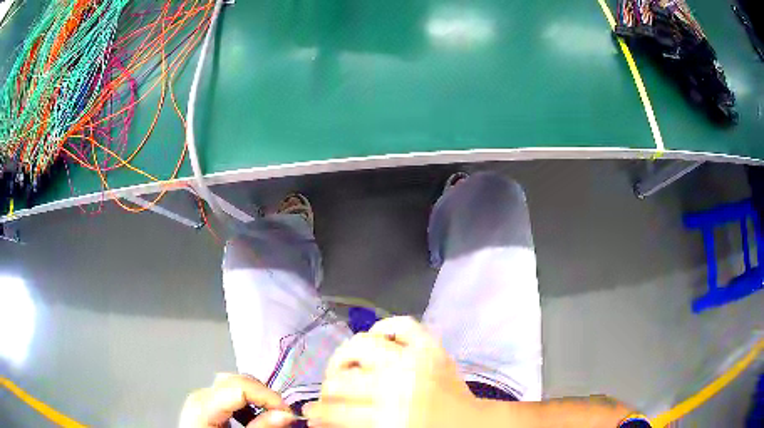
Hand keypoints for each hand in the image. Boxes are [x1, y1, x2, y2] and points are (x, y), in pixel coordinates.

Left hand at [180, 373, 295, 427]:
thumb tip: (286, 415)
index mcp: (203, 407)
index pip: (239, 388)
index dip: (268, 397)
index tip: (288, 413)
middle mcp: (199, 396)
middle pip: (235, 380)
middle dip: (263, 394)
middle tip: (282, 413)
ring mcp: (200, 397)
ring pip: (232, 383)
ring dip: (255, 396)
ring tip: (269, 413)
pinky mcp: (204, 403)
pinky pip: (227, 392)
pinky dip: (244, 400)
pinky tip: (251, 416)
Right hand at [304, 316, 479, 427]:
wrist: (471, 424)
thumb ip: (348, 425)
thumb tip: (314, 418)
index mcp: (387, 416)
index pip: (334, 410)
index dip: (316, 412)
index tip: (310, 413)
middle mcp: (396, 384)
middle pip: (341, 380)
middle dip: (328, 389)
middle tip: (331, 395)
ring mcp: (415, 359)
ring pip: (360, 345)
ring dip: (346, 358)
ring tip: (349, 369)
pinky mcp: (431, 346)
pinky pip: (402, 323)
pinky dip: (386, 327)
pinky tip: (379, 340)